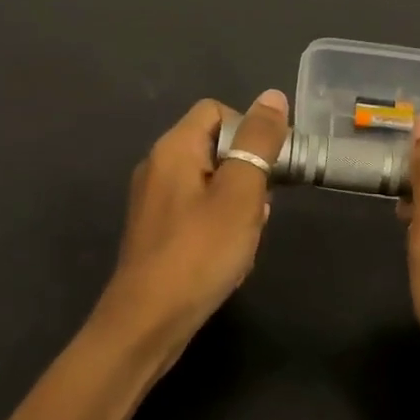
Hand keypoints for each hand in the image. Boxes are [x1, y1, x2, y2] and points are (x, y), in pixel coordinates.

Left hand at [95, 91, 290, 356]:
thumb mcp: (240, 192)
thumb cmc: (199, 252)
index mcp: (173, 148)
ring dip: (238, 205)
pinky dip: (220, 226)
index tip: (270, 165)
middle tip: (258, 209)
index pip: (217, 111)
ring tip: (245, 238)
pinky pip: (198, 212)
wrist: (147, 323)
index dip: (249, 129)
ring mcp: (155, 201)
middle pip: (215, 147)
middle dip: (247, 173)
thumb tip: (273, 96)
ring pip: (211, 183)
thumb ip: (258, 142)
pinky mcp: (158, 232)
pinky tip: (229, 257)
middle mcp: (158, 166)